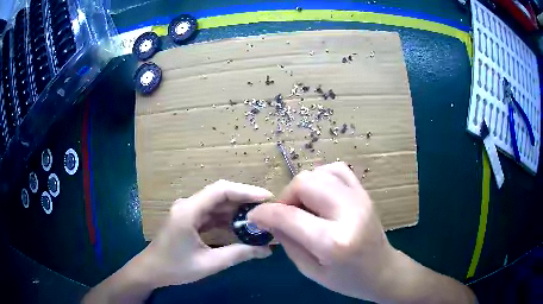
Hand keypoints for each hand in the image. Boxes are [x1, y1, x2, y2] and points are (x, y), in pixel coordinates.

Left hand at [138, 180, 272, 287]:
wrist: (151, 270)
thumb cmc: (175, 267)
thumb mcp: (209, 263)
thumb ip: (238, 254)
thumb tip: (267, 250)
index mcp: (188, 211)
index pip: (221, 191)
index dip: (246, 191)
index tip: (267, 198)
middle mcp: (187, 205)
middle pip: (220, 194)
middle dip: (245, 199)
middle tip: (268, 208)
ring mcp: (187, 210)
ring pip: (216, 203)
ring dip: (237, 209)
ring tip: (259, 216)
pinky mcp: (188, 218)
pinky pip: (211, 213)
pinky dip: (227, 218)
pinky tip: (241, 225)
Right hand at [248, 162, 475, 302]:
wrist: (382, 270)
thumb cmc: (346, 279)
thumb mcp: (309, 270)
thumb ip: (287, 241)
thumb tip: (267, 218)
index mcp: (333, 242)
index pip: (288, 215)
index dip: (265, 213)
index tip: (254, 217)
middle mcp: (348, 213)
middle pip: (304, 183)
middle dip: (285, 197)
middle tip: (285, 215)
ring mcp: (359, 198)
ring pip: (318, 172)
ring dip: (302, 188)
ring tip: (303, 207)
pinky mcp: (363, 193)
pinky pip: (336, 170)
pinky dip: (321, 177)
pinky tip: (319, 195)